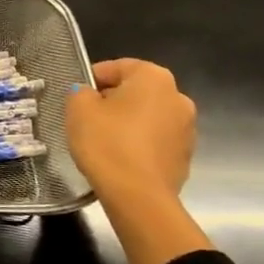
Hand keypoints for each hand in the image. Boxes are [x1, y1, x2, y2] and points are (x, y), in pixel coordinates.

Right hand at [66, 59, 211, 263]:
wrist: (138, 197)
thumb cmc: (107, 143)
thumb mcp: (79, 109)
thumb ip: (80, 92)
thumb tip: (88, 94)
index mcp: (153, 77)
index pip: (117, 67)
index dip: (92, 79)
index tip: (76, 97)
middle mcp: (178, 96)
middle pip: (135, 91)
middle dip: (112, 102)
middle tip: (87, 120)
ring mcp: (187, 128)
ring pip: (147, 117)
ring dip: (128, 123)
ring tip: (103, 142)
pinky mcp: (185, 156)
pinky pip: (155, 141)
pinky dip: (139, 144)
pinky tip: (120, 159)